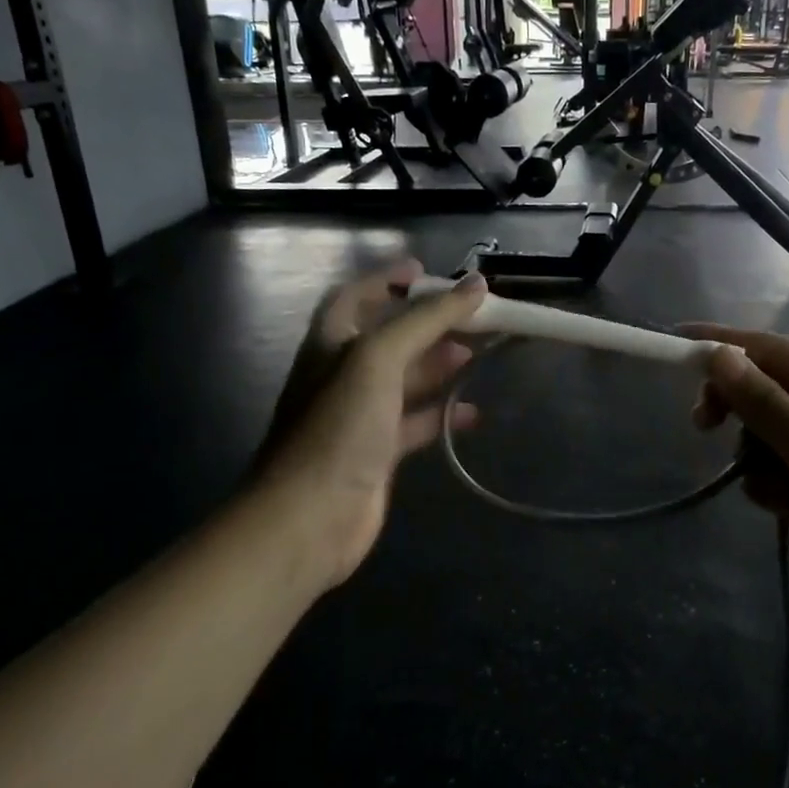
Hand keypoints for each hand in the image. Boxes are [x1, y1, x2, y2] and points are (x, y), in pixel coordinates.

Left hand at [251, 260, 485, 590]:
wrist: (310, 516)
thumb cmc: (339, 426)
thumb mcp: (378, 358)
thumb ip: (427, 319)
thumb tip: (477, 285)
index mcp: (331, 342)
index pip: (357, 296)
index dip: (388, 280)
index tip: (427, 271)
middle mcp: (342, 374)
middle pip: (389, 337)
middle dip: (428, 324)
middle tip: (472, 316)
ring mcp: (359, 415)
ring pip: (405, 380)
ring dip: (438, 366)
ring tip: (478, 355)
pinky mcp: (377, 453)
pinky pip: (415, 423)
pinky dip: (442, 414)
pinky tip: (473, 413)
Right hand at [684, 325, 788, 663]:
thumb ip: (768, 405)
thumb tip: (721, 356)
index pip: (778, 352)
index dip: (725, 346)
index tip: (676, 345)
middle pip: (773, 391)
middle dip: (740, 409)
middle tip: (702, 429)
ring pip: (773, 435)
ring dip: (759, 457)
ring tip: (779, 494)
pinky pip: (787, 469)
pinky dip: (776, 484)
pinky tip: (788, 510)